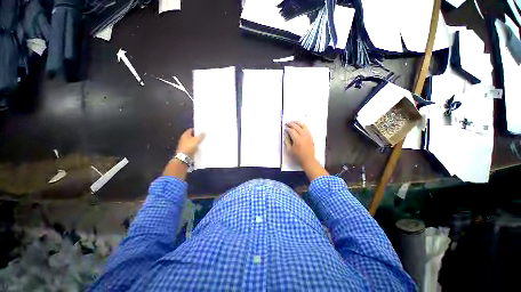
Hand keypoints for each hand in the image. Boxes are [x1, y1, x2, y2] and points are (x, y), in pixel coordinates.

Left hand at [176, 128, 204, 157]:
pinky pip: (193, 147)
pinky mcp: (188, 150)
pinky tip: (201, 147)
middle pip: (192, 136)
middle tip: (204, 136)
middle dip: (198, 136)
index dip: (197, 130)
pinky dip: (197, 147)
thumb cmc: (189, 147)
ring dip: (198, 142)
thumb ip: (200, 136)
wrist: (184, 158)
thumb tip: (204, 132)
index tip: (202, 130)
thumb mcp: (196, 140)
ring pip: (193, 142)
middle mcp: (184, 139)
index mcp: (185, 135)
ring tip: (204, 142)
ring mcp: (186, 145)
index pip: (191, 130)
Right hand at [285, 121, 314, 165]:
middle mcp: (303, 136)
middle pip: (297, 126)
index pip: (291, 130)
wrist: (308, 160)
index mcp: (297, 139)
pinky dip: (302, 125)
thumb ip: (287, 141)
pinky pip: (306, 128)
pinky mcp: (310, 136)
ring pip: (302, 125)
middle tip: (287, 123)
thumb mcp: (289, 150)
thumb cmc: (298, 156)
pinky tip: (299, 126)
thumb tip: (286, 135)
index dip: (287, 128)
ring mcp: (308, 135)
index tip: (285, 128)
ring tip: (293, 122)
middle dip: (291, 124)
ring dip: (297, 123)